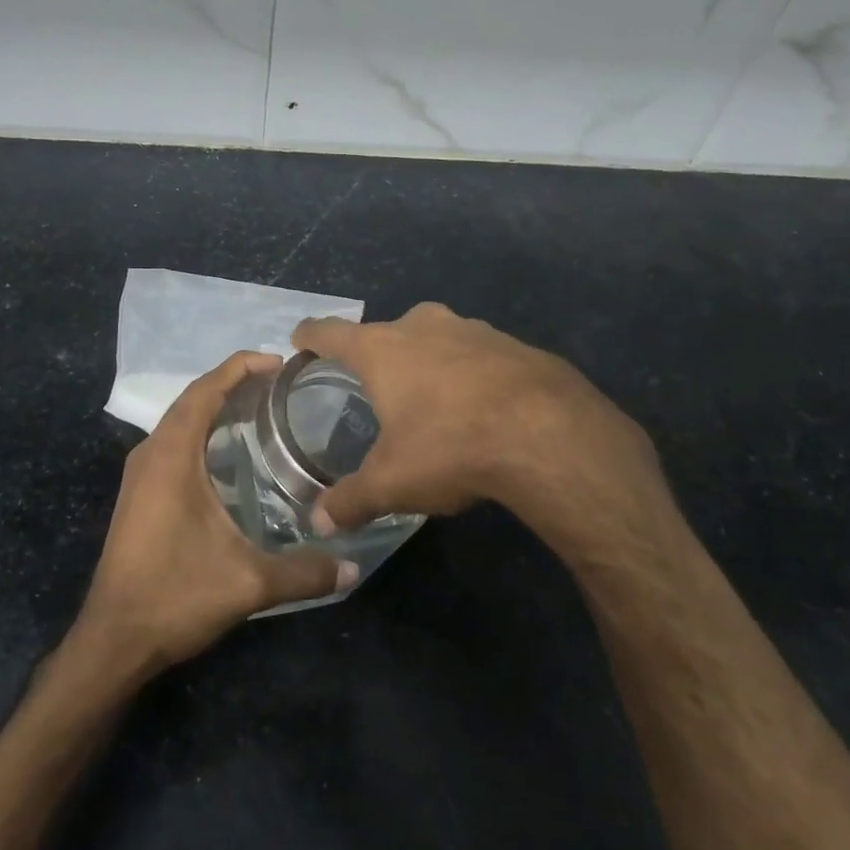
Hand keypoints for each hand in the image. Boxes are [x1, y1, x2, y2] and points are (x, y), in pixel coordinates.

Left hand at [74, 352, 354, 676]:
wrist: (114, 640)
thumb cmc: (175, 596)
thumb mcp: (248, 584)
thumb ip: (304, 572)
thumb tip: (352, 569)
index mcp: (171, 456)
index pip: (204, 391)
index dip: (239, 368)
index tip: (278, 361)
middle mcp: (151, 455)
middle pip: (191, 399)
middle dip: (232, 383)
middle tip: (278, 384)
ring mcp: (140, 475)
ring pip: (180, 421)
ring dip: (215, 406)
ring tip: (260, 409)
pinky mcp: (139, 495)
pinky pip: (173, 444)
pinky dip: (202, 432)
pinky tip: (230, 454)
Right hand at [293, 303, 667, 546]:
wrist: (549, 433)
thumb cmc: (451, 446)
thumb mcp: (393, 482)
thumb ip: (351, 500)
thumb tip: (318, 523)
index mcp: (382, 349)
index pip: (330, 332)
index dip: (310, 336)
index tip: (300, 340)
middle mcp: (423, 326)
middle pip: (387, 331)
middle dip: (376, 353)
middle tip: (373, 385)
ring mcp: (472, 329)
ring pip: (436, 337)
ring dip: (427, 358)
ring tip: (429, 396)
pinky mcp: (514, 343)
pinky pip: (478, 353)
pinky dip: (469, 371)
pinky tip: (481, 405)